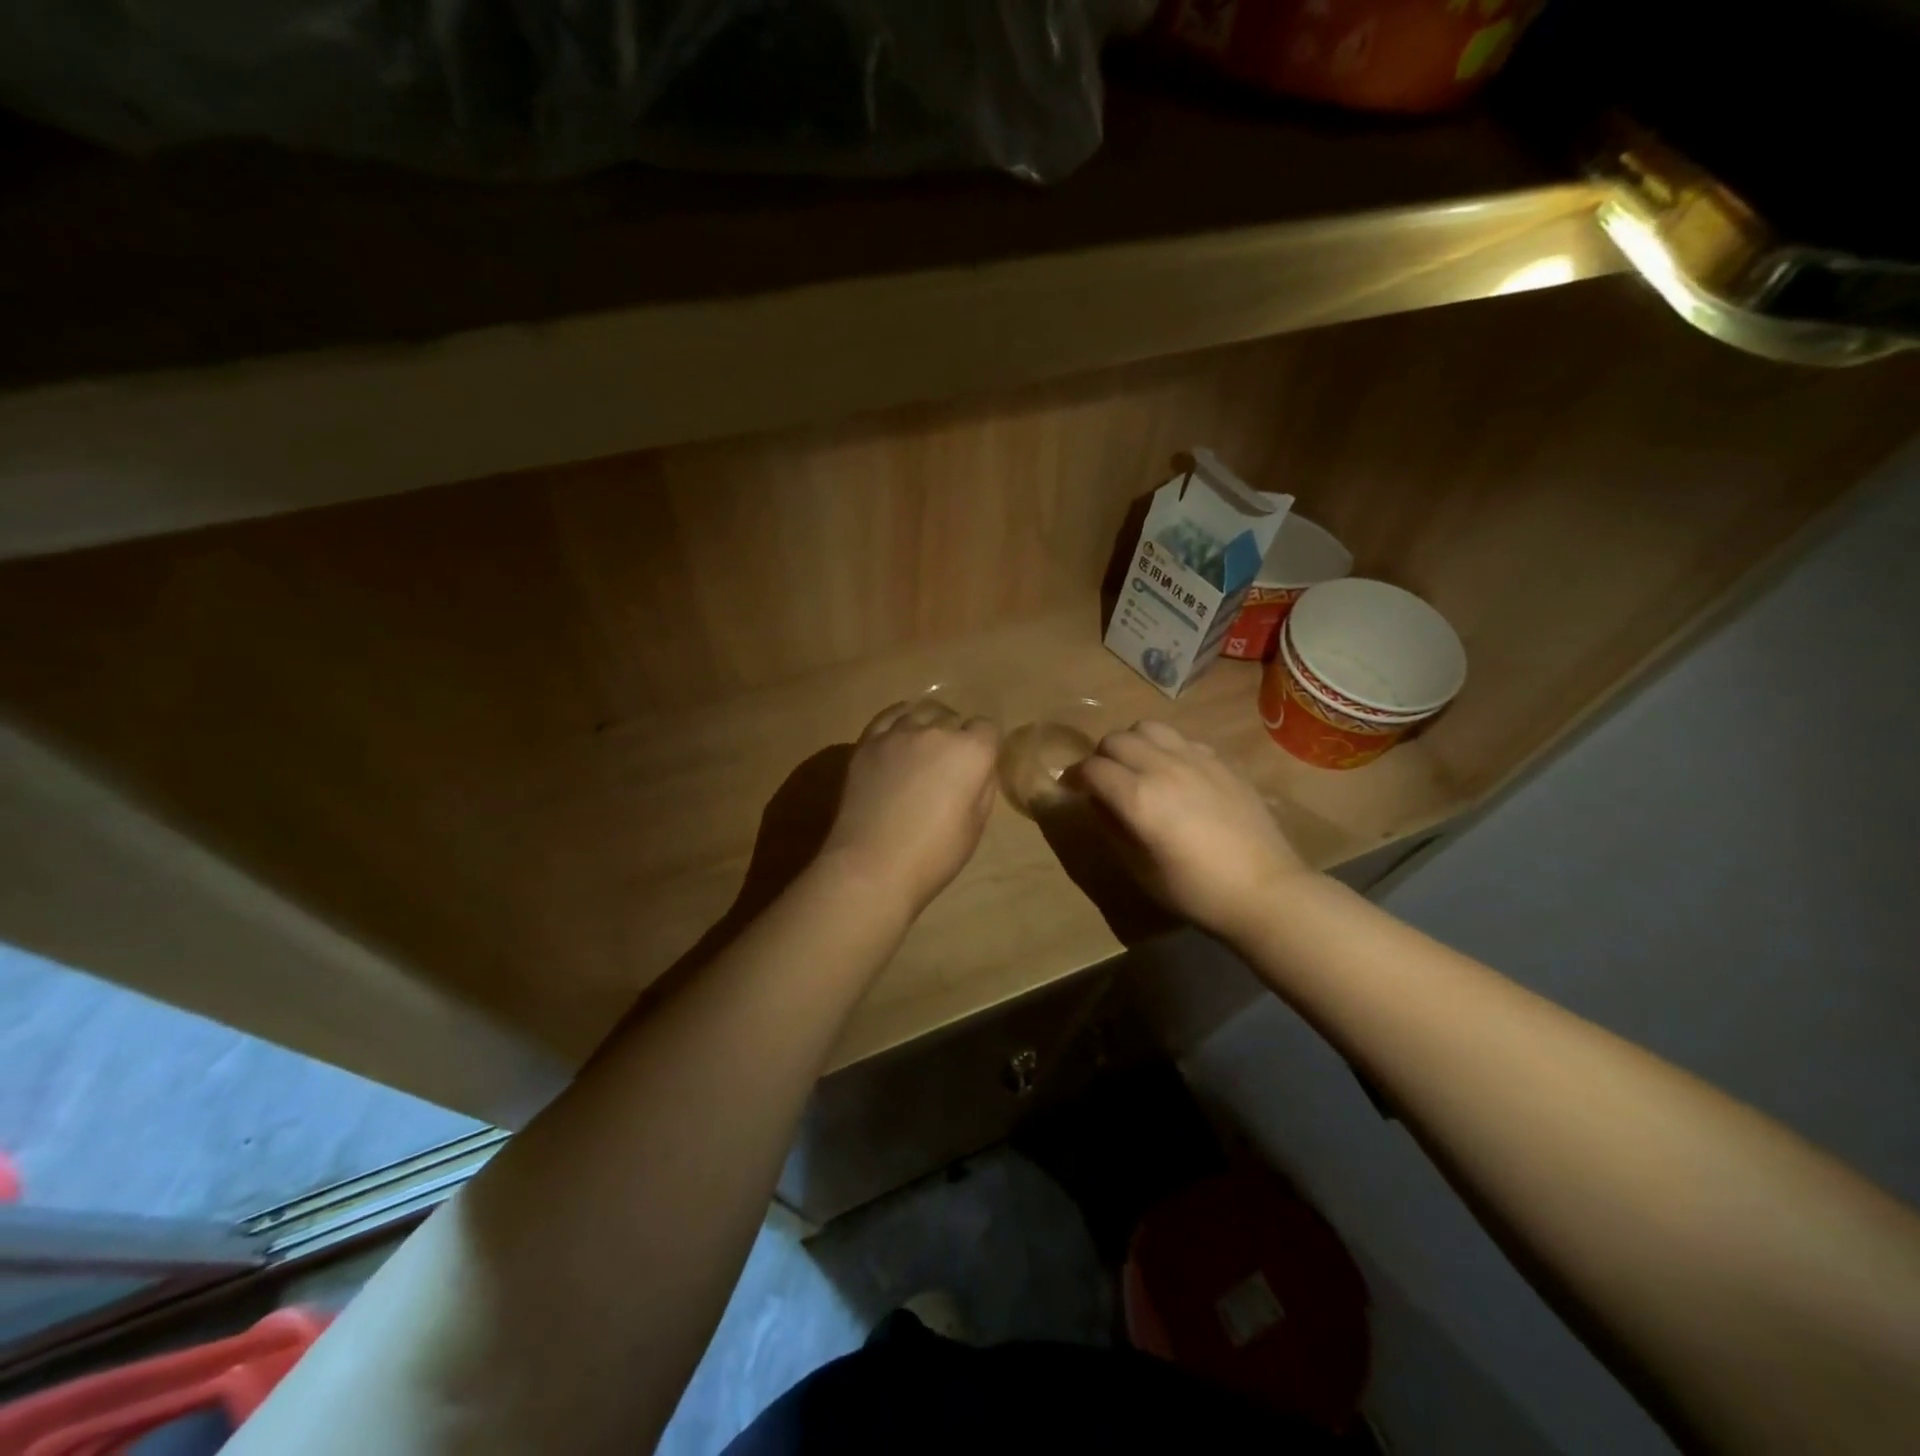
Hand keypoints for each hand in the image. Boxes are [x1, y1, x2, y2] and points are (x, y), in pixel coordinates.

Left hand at [820, 702, 999, 915]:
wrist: (872, 865)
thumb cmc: (934, 854)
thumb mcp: (976, 825)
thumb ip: (982, 786)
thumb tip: (979, 769)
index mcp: (971, 752)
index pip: (987, 728)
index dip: (985, 746)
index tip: (978, 766)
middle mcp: (937, 732)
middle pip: (953, 718)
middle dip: (956, 736)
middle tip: (948, 766)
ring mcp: (898, 733)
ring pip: (921, 712)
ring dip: (928, 726)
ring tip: (922, 750)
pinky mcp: (868, 742)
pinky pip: (889, 716)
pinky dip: (899, 722)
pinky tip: (898, 738)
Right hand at [1073, 720, 1311, 942]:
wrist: (1265, 890)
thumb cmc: (1196, 890)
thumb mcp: (1140, 869)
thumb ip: (1112, 828)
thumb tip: (1097, 803)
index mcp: (1138, 797)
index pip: (1092, 768)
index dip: (1075, 777)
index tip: (1073, 790)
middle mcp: (1163, 767)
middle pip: (1116, 739)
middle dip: (1101, 757)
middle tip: (1104, 781)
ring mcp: (1196, 759)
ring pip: (1148, 728)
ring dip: (1133, 744)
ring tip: (1137, 768)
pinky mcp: (1221, 761)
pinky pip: (1181, 739)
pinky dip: (1166, 749)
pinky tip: (1175, 774)